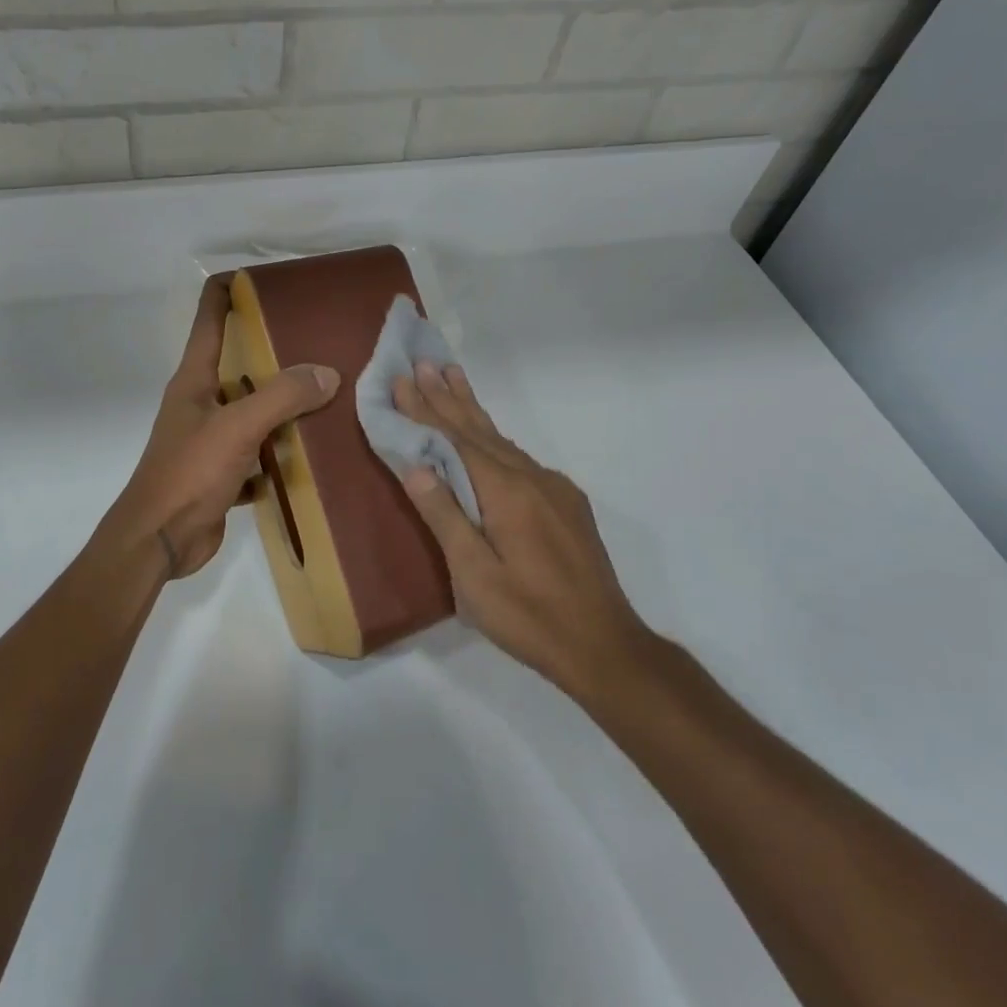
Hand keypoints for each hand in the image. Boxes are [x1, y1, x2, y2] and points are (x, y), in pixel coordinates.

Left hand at [102, 277, 339, 580]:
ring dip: (281, 405)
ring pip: (251, 411)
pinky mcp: (221, 473)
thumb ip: (282, 397)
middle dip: (272, 351)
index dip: (226, 293)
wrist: (159, 540)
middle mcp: (200, 404)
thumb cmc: (189, 473)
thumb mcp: (237, 428)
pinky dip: (280, 452)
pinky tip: (311, 451)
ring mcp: (210, 440)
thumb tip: (328, 373)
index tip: (259, 276)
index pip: (208, 321)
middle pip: (237, 365)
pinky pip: (258, 454)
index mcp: (193, 381)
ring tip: (325, 392)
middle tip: (316, 337)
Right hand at [394, 363, 655, 699]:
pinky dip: (494, 439)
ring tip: (453, 378)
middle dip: (448, 396)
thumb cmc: (528, 616)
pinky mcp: (567, 505)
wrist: (604, 645)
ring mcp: (555, 490)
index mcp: (506, 492)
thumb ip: (445, 516)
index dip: (425, 409)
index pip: (455, 439)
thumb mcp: (474, 575)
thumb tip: (415, 464)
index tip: (402, 377)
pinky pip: (521, 459)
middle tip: (426, 361)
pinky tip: (488, 438)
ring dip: (472, 411)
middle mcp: (532, 478)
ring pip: (503, 441)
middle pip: (480, 429)